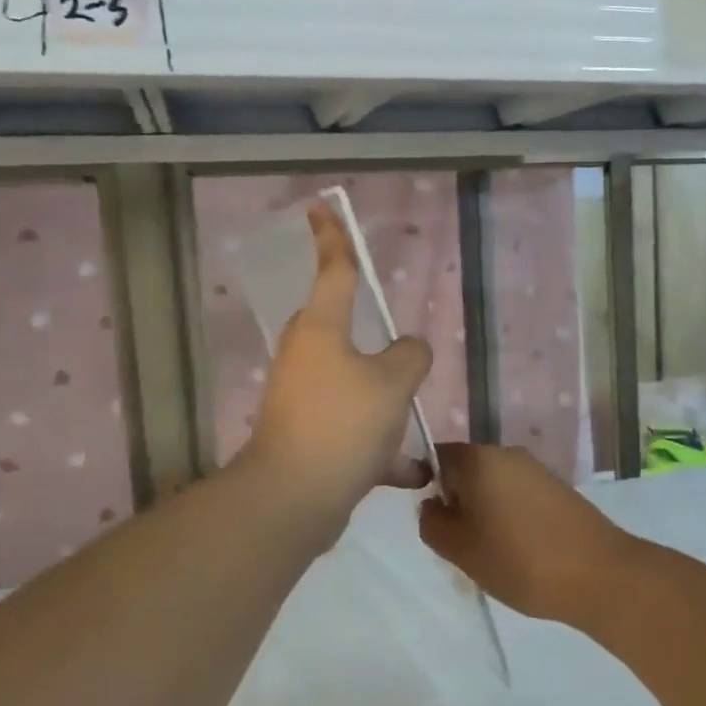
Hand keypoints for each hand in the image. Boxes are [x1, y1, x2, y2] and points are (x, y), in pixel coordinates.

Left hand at [240, 204, 432, 538]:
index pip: (333, 270)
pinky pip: (350, 430)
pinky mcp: (305, 436)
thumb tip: (409, 350)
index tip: (319, 208)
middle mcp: (306, 357)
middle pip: (338, 329)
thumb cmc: (343, 423)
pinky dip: (378, 447)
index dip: (332, 238)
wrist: (294, 498)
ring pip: (350, 384)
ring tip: (410, 423)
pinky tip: (409, 470)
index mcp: (322, 330)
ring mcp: (302, 398)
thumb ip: (411, 355)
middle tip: (398, 354)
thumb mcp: (394, 382)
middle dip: (366, 338)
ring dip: (380, 401)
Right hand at [419, 444, 632, 628]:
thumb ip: (432, 523)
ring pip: (494, 485)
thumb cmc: (519, 560)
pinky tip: (521, 551)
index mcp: (479, 459)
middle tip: (462, 544)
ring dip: (486, 512)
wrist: (600, 574)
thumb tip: (432, 505)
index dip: (428, 484)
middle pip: (467, 471)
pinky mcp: (558, 488)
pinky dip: (512, 517)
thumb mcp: (460, 549)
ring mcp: (537, 469)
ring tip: (493, 553)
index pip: (437, 456)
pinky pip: (519, 495)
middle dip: (459, 502)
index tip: (437, 521)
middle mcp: (507, 453)